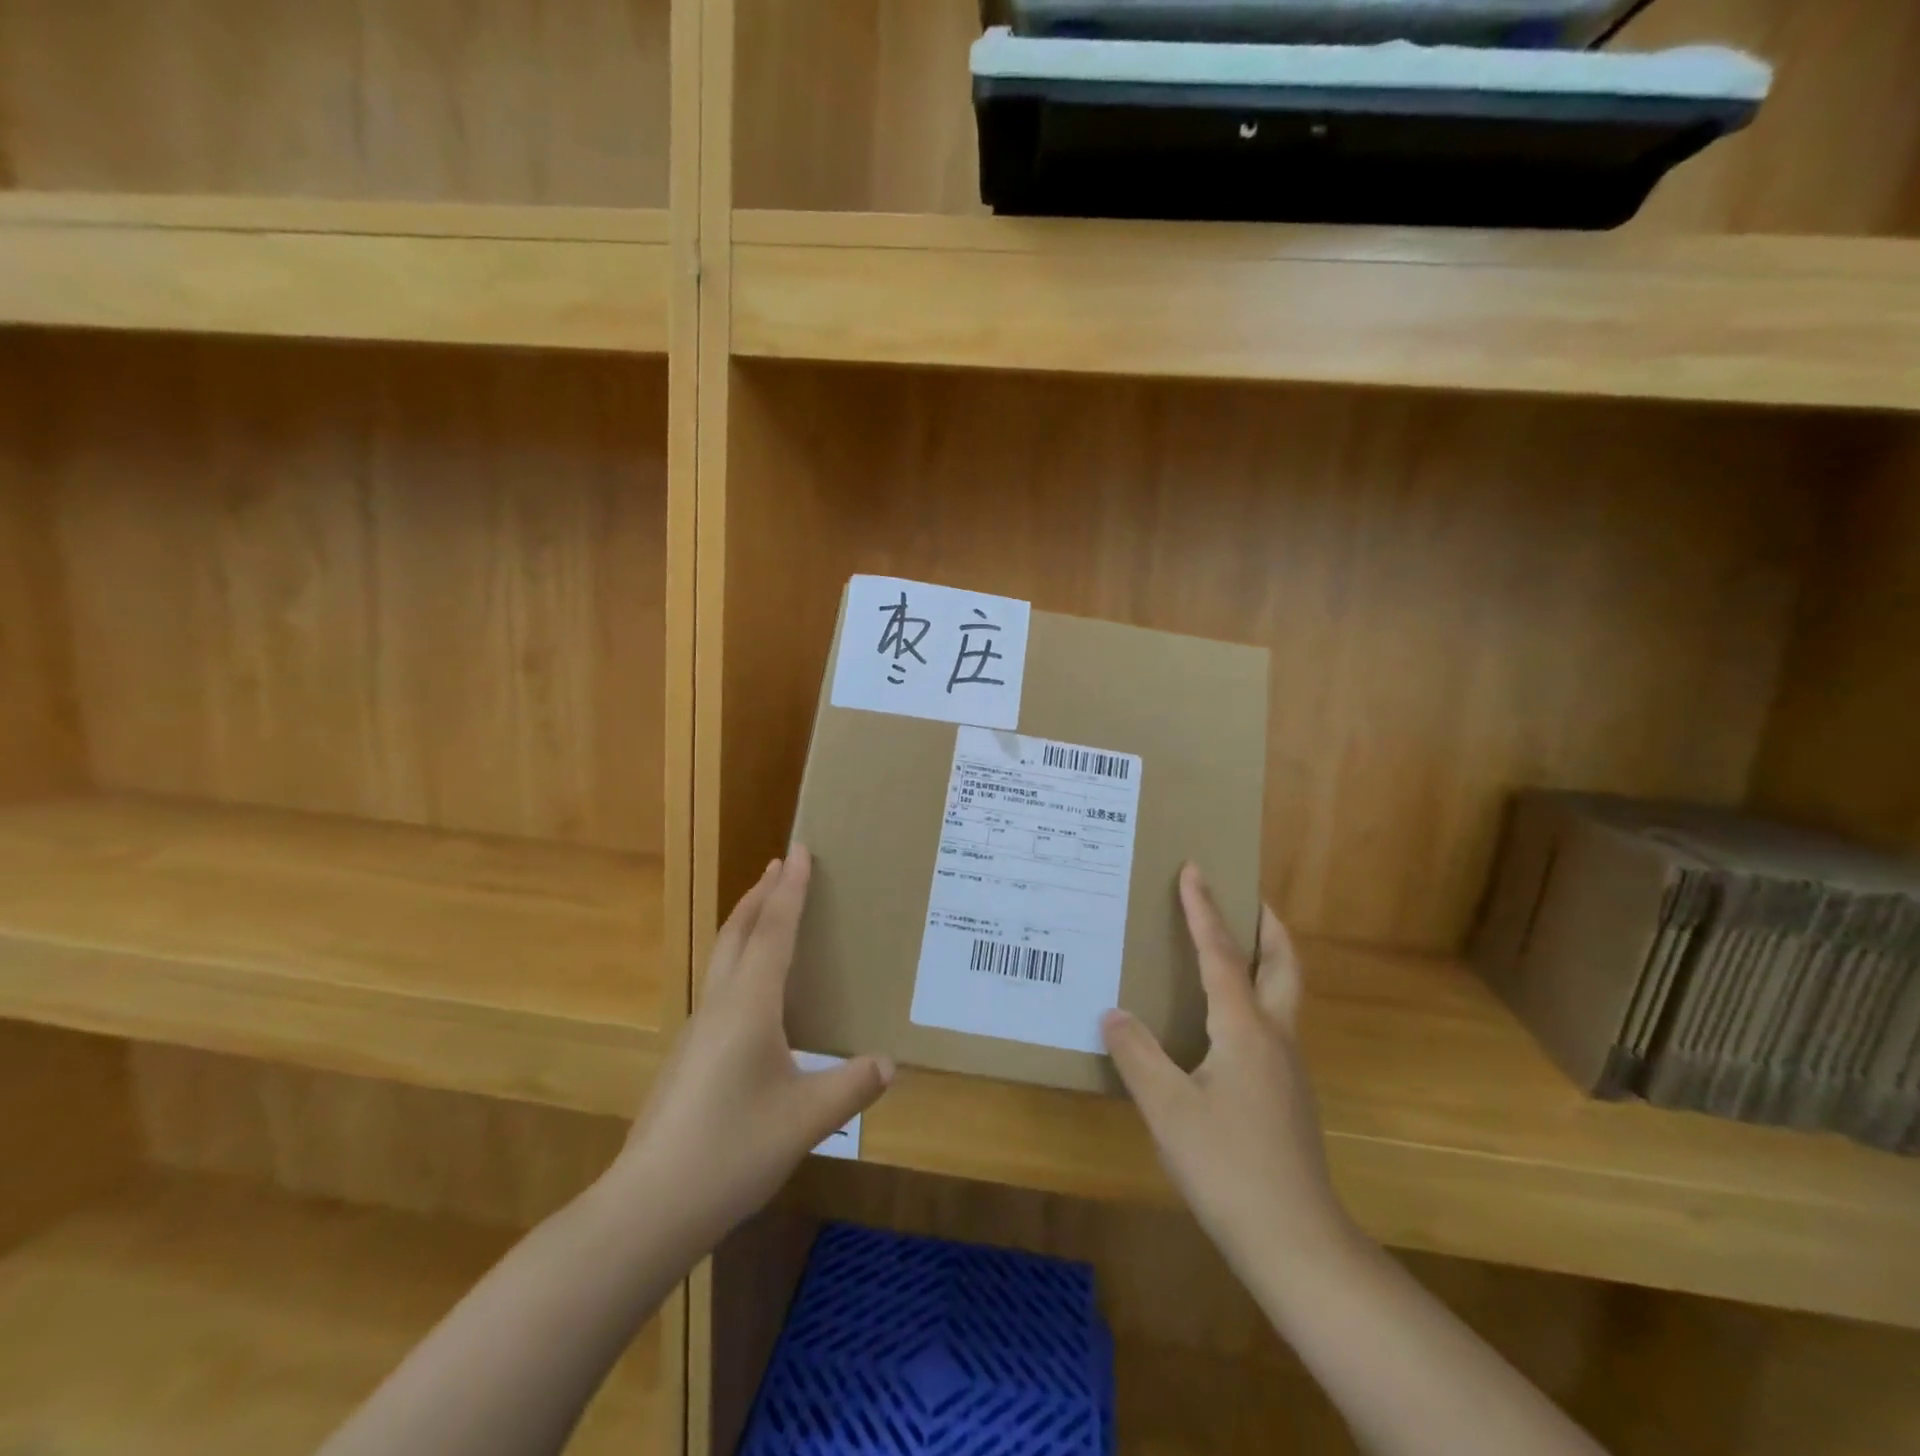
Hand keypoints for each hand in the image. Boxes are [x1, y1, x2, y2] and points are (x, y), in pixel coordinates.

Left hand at [617, 847, 893, 1243]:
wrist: (648, 1206)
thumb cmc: (732, 1151)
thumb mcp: (806, 1120)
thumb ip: (851, 1087)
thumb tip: (889, 1064)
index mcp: (749, 1006)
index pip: (775, 932)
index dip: (790, 890)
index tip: (799, 850)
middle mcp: (720, 1006)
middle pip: (739, 933)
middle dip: (761, 895)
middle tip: (779, 865)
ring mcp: (698, 1031)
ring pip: (723, 959)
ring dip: (747, 925)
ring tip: (767, 912)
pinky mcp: (689, 1057)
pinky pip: (719, 987)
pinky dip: (739, 961)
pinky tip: (753, 993)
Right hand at [1101, 866, 1352, 1283]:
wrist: (1296, 1242)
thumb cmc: (1228, 1167)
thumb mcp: (1168, 1109)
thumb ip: (1137, 1055)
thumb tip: (1114, 1013)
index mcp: (1245, 1029)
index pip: (1220, 954)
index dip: (1204, 910)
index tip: (1196, 869)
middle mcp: (1275, 1036)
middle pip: (1283, 963)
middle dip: (1266, 924)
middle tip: (1246, 896)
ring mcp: (1288, 1067)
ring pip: (1283, 994)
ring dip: (1264, 959)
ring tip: (1231, 948)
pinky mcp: (1287, 1095)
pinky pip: (1272, 1024)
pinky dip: (1254, 997)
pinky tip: (1223, 1022)